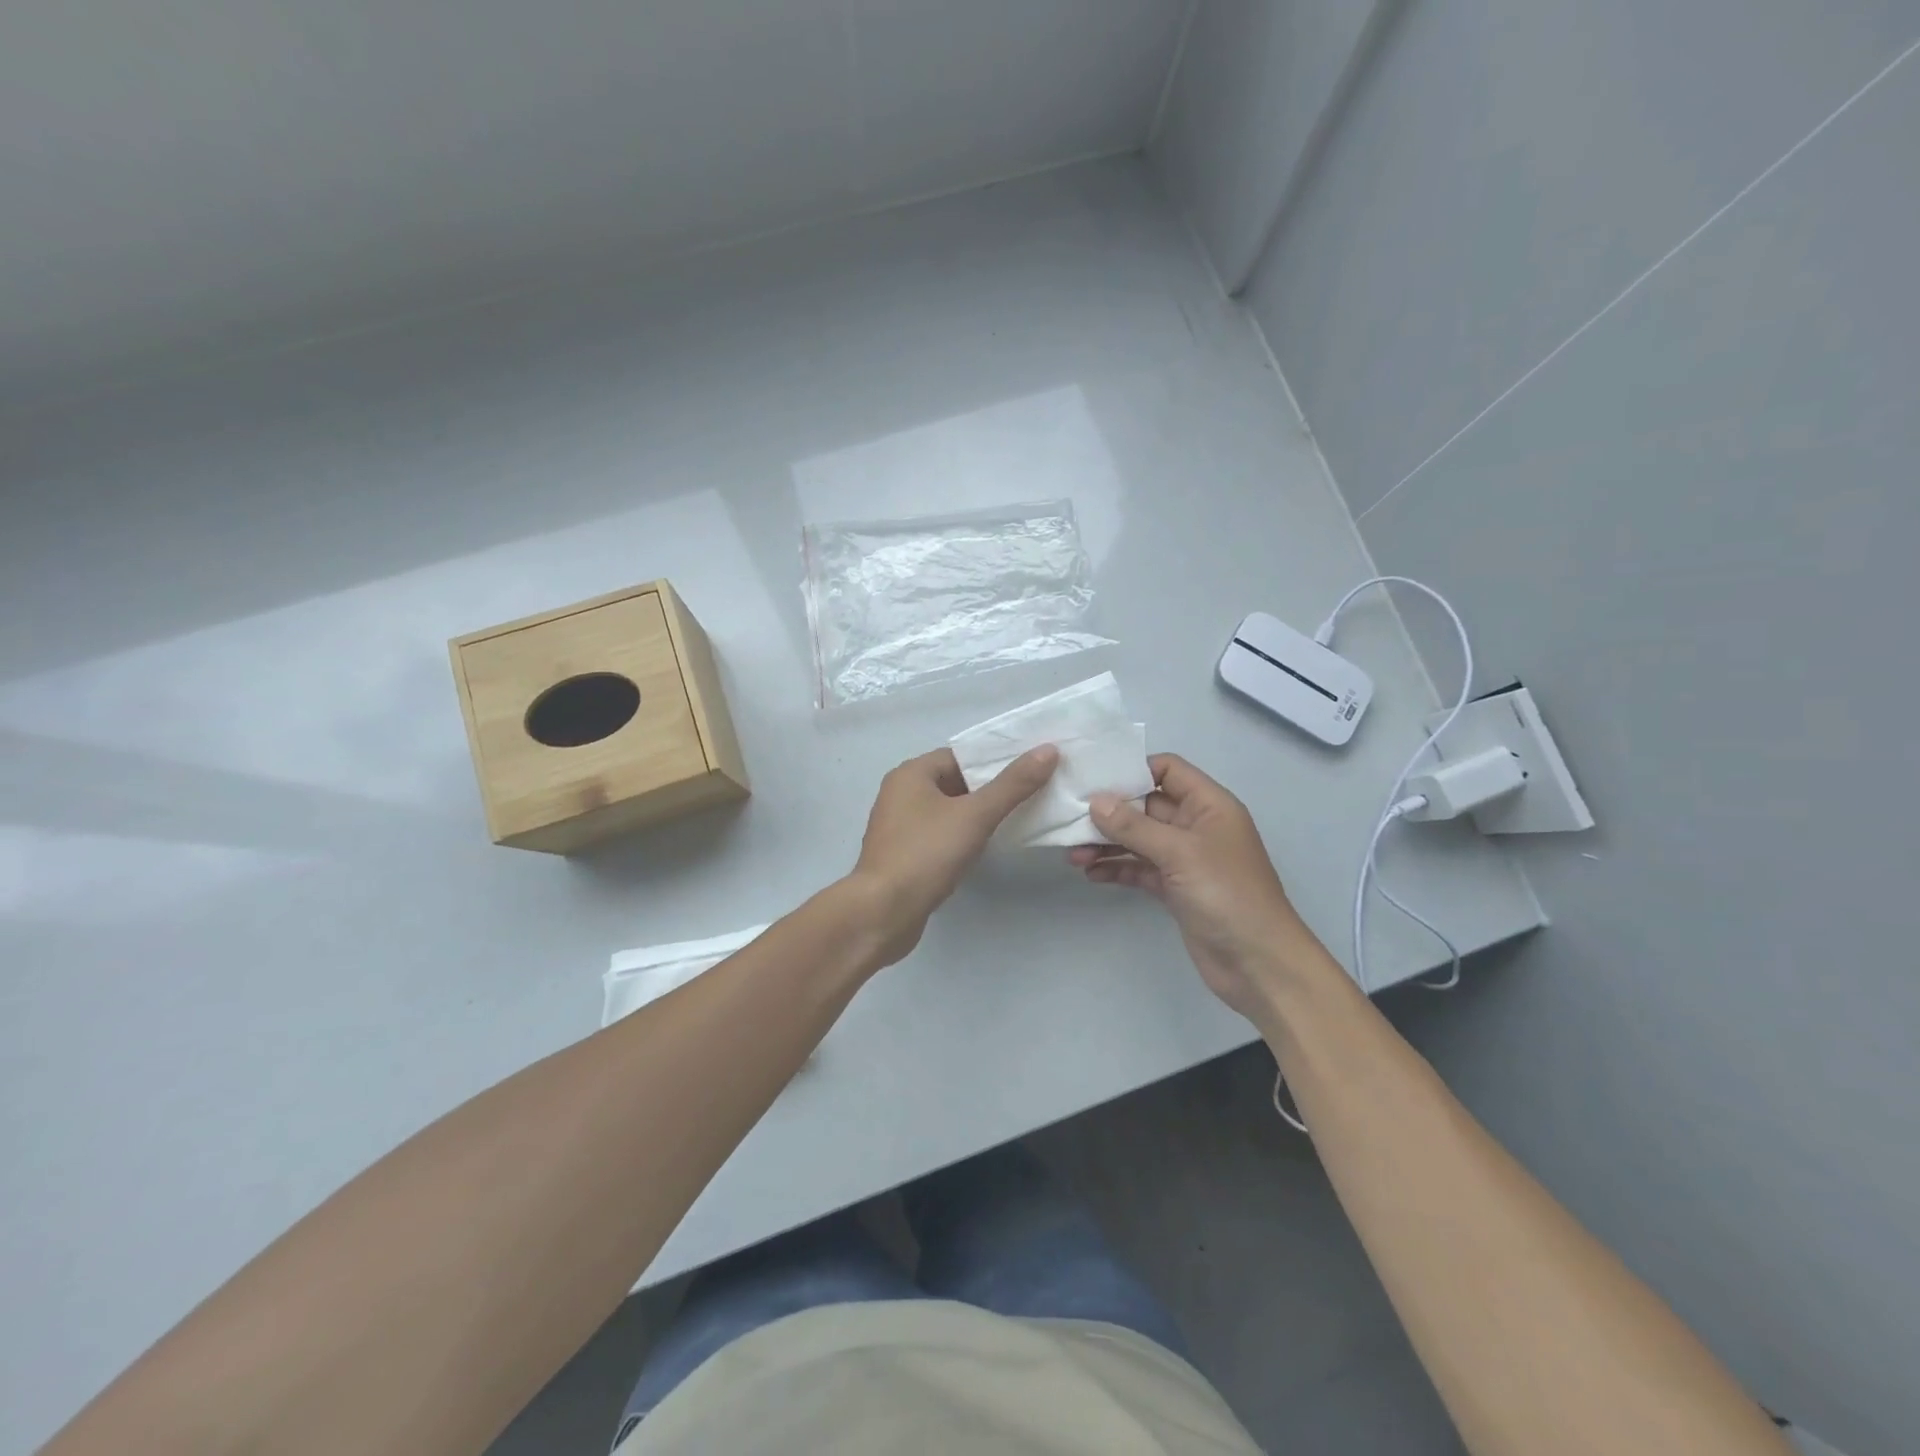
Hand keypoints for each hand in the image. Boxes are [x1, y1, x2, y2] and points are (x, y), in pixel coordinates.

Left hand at [851, 744, 1058, 963]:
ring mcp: (900, 826)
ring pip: (948, 810)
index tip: (1030, 767)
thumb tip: (1048, 750)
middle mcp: (901, 793)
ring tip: (1019, 817)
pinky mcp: (904, 855)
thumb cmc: (925, 854)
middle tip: (1033, 791)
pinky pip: (940, 835)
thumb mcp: (975, 815)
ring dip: (977, 814)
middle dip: (990, 787)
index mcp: (911, 774)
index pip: (960, 755)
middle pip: (955, 781)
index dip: (995, 760)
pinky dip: (962, 836)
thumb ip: (1013, 784)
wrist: (882, 912)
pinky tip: (987, 846)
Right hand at [1069, 754, 1330, 1019]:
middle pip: (1147, 805)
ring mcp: (1185, 859)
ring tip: (1072, 854)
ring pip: (1139, 840)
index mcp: (1208, 805)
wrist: (1259, 963)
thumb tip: (1096, 802)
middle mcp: (1196, 826)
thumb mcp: (1180, 852)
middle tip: (1069, 817)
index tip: (1094, 777)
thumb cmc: (1227, 894)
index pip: (1168, 770)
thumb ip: (1135, 826)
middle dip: (1110, 811)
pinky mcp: (1175, 889)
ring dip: (1108, 843)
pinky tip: (1090, 874)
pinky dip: (1117, 868)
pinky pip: (1140, 868)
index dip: (1134, 769)